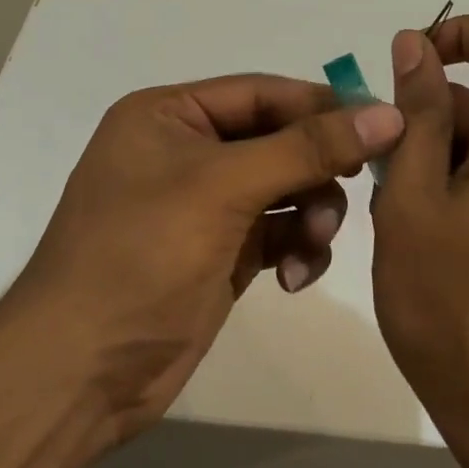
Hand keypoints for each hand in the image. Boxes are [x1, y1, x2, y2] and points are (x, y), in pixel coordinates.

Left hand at [9, 74, 403, 441]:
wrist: (79, 374)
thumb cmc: (141, 256)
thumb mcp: (223, 188)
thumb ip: (308, 148)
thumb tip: (389, 113)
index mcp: (169, 115)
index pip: (263, 92)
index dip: (323, 105)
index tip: (385, 123)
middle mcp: (186, 151)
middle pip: (279, 140)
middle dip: (317, 168)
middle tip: (356, 188)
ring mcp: (204, 205)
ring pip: (286, 188)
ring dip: (311, 213)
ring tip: (313, 245)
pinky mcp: (220, 252)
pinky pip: (279, 231)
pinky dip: (296, 247)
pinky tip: (293, 277)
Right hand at [372, 16, 468, 449]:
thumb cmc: (453, 301)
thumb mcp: (414, 197)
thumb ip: (415, 113)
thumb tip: (414, 43)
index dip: (467, 32)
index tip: (411, 62)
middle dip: (428, 111)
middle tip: (376, 161)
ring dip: (432, 153)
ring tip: (389, 205)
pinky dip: (452, 182)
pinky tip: (414, 228)